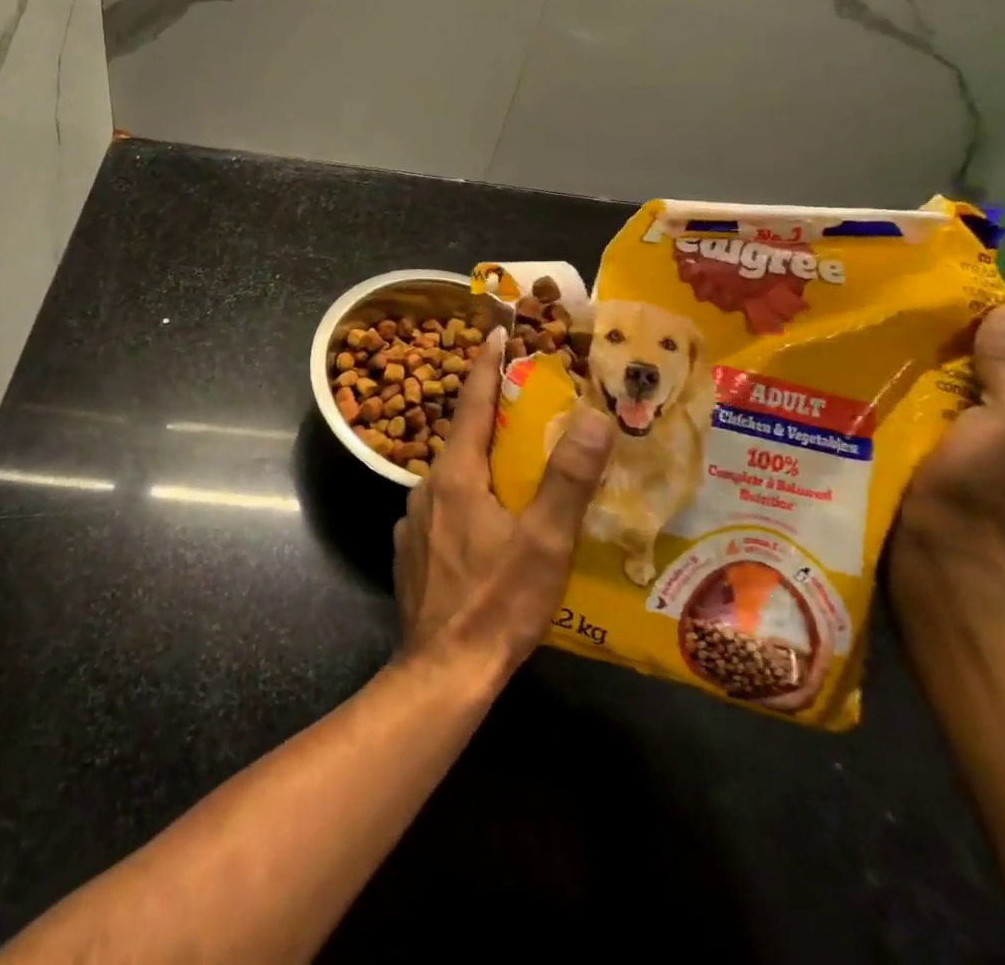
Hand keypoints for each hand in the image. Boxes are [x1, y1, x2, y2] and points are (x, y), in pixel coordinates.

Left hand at [393, 327, 615, 674]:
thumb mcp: (545, 541)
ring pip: (452, 476)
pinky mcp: (411, 551)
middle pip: (461, 438)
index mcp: (455, 475)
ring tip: (515, 470)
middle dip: (490, 417)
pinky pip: (443, 509)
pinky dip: (467, 501)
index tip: (496, 333)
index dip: (486, 365)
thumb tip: (593, 416)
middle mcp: (426, 488)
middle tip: (525, 408)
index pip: (470, 402)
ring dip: (479, 463)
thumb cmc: (498, 602)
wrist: (443, 671)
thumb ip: (568, 478)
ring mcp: (413, 522)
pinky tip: (489, 526)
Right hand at [896, 301, 1004, 565]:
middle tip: (927, 327)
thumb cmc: (988, 482)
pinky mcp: (945, 451)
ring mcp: (987, 443)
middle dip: (972, 346)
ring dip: (938, 367)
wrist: (941, 546)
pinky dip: (917, 391)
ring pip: (966, 387)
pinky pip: (936, 408)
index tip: (971, 317)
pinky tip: (888, 379)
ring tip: (899, 348)